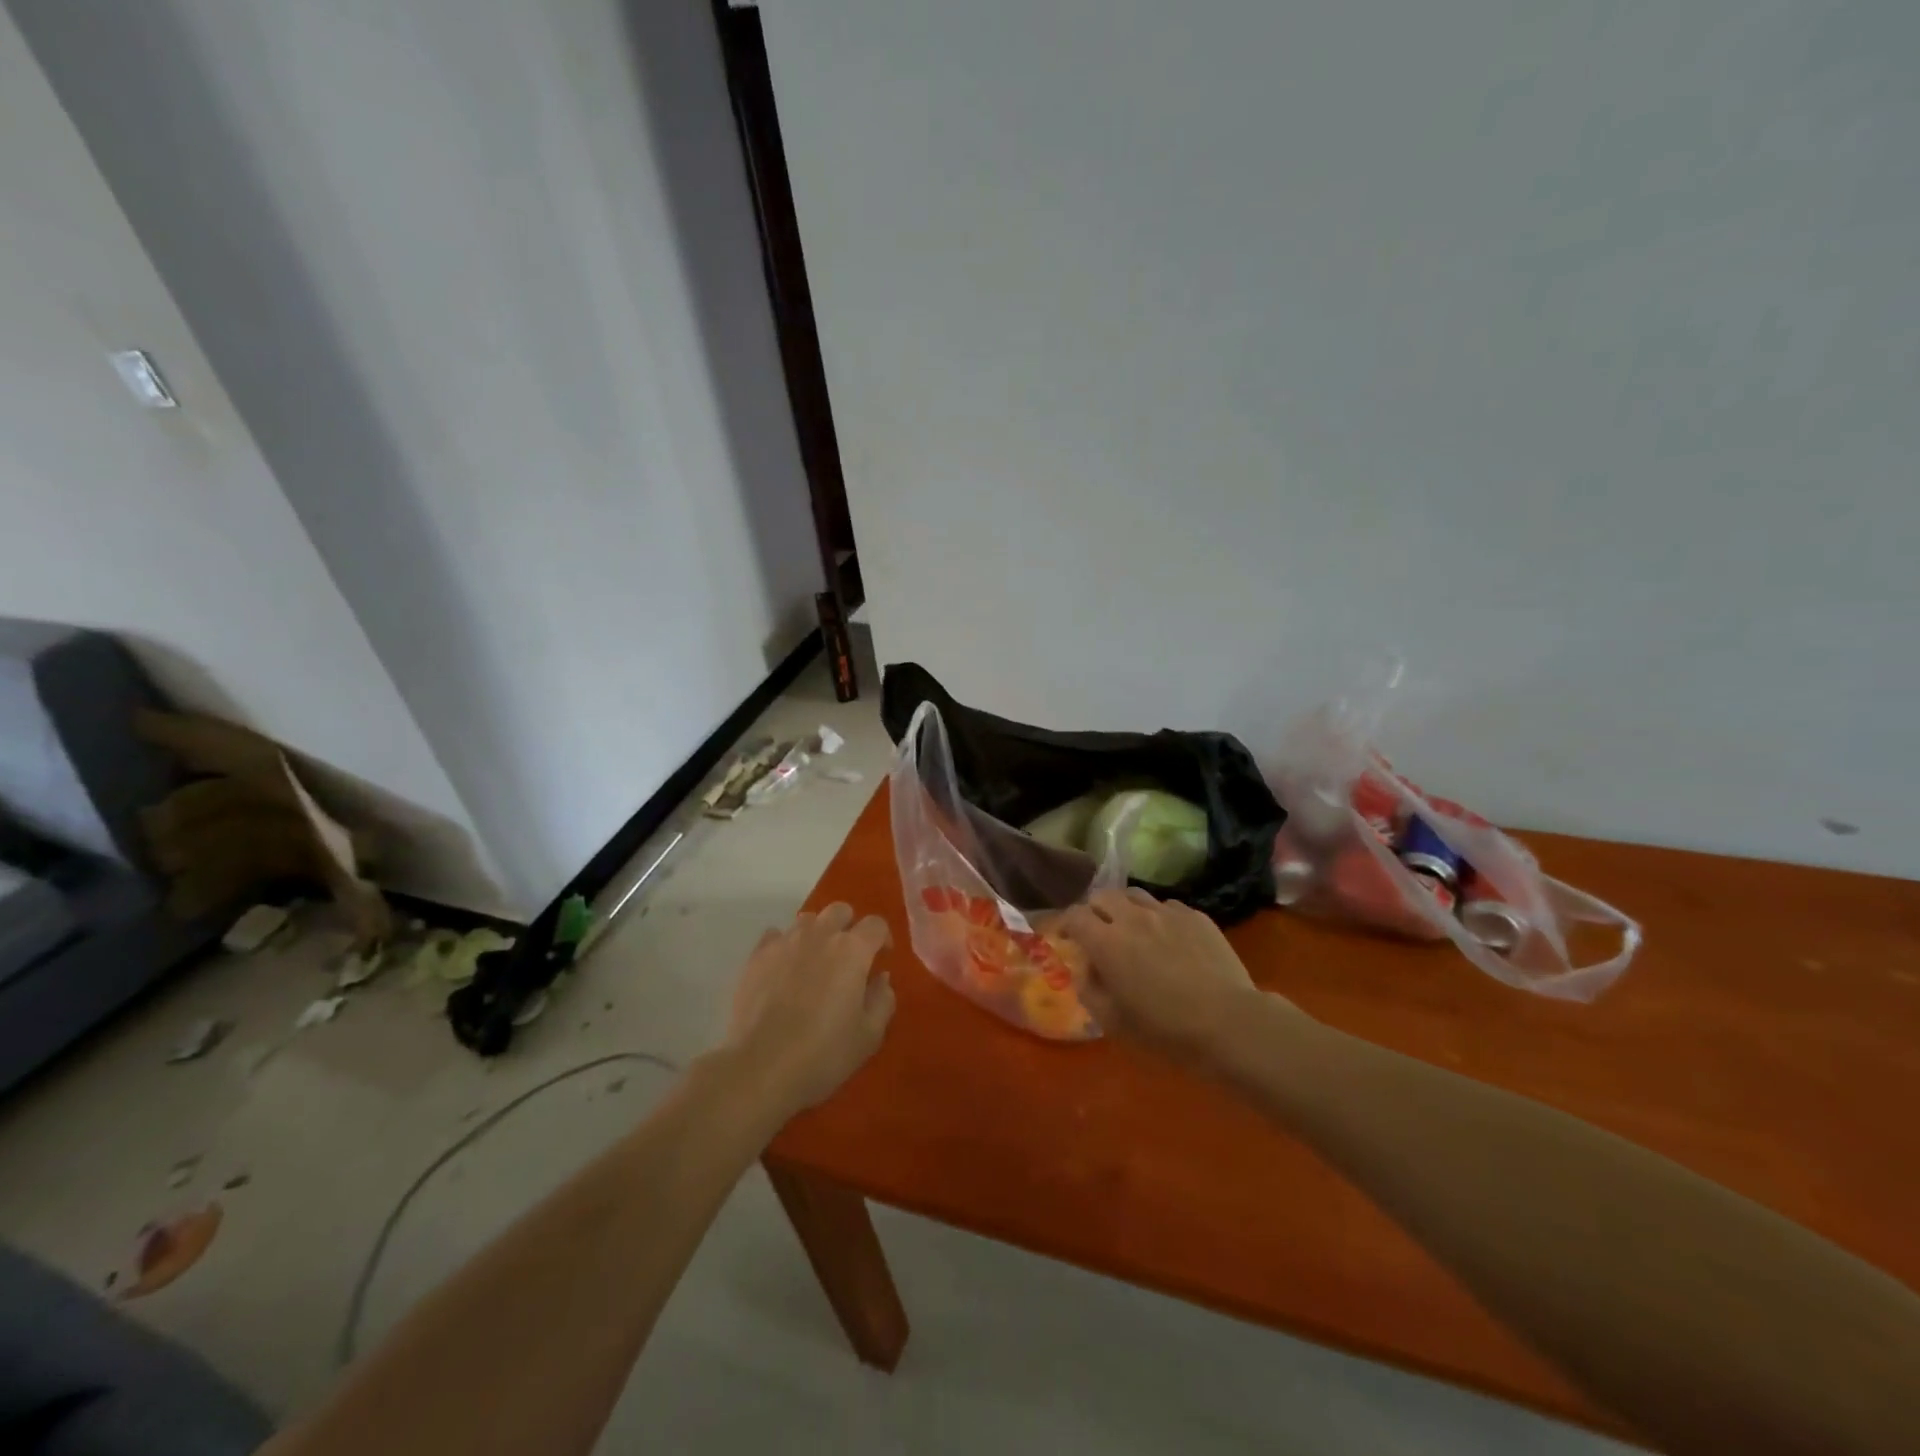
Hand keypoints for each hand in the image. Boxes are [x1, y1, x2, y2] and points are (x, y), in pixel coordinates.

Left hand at [720, 902, 895, 1120]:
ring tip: (814, 963)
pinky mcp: (756, 956)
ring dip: (817, 934)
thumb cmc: (823, 1053)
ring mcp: (785, 942)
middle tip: (848, 958)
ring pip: (806, 920)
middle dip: (849, 927)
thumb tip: (880, 978)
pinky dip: (784, 946)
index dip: (883, 939)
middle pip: (840, 911)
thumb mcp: (869, 1035)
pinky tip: (783, 970)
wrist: (761, 1067)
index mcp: (852, 950)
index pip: (876, 924)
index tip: (881, 960)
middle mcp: (820, 935)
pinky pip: (775, 936)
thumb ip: (882, 1000)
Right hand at [1060, 888, 1278, 1068]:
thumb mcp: (1113, 1021)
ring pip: (1135, 895)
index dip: (1066, 924)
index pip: (1074, 915)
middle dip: (1094, 911)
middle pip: (1102, 896)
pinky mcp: (1195, 916)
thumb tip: (1085, 969)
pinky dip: (1157, 917)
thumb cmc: (1164, 1028)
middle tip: (1098, 932)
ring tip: (1132, 929)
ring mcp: (1166, 912)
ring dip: (1125, 908)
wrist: (1228, 1022)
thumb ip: (1089, 989)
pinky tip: (1167, 938)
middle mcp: (1132, 917)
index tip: (1066, 939)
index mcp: (1106, 941)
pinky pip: (1167, 906)